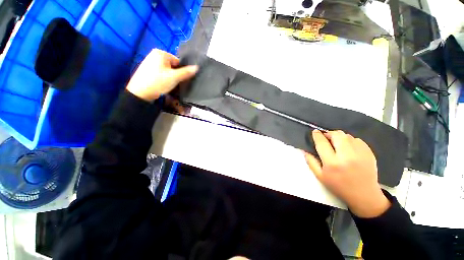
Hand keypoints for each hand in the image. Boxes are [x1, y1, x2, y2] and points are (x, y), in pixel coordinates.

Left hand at [127, 49, 197, 100]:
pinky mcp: (147, 70)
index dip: (181, 71)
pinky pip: (160, 73)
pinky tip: (162, 85)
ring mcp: (149, 62)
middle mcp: (154, 55)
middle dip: (175, 74)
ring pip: (167, 70)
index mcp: (160, 53)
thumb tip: (197, 67)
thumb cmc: (158, 82)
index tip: (180, 79)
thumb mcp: (175, 77)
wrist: (140, 93)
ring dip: (170, 77)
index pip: (178, 62)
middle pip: (172, 66)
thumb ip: (186, 72)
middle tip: (174, 83)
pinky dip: (163, 78)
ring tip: (168, 85)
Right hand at [304, 130, 390, 217]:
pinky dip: (350, 141)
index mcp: (332, 163)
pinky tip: (349, 148)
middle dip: (329, 134)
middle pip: (337, 135)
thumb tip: (305, 150)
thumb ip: (310, 162)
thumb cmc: (339, 186)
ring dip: (340, 137)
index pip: (322, 143)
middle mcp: (347, 156)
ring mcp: (360, 154)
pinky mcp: (370, 153)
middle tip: (326, 138)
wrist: (364, 195)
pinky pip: (357, 140)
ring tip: (337, 144)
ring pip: (347, 136)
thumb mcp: (320, 176)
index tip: (315, 132)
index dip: (317, 135)